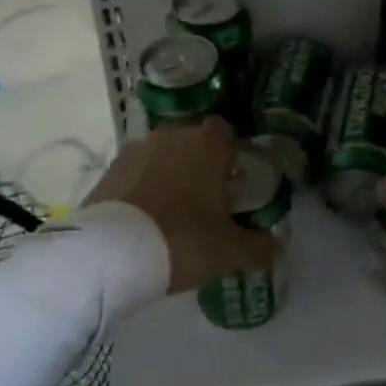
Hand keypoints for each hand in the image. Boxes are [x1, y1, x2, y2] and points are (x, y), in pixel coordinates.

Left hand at [86, 117, 274, 293]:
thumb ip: (258, 246)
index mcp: (208, 144)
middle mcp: (172, 135)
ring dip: (168, 174)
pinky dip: (141, 188)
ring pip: (162, 155)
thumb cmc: (182, 240)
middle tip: (205, 201)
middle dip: (199, 164)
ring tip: (171, 212)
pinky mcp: (108, 170)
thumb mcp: (229, 251)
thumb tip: (277, 245)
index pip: (225, 132)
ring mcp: (136, 149)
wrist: (111, 254)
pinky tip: (143, 219)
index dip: (231, 154)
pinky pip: (135, 173)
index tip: (232, 182)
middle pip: (192, 141)